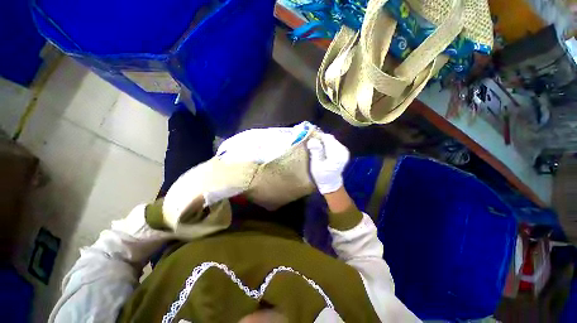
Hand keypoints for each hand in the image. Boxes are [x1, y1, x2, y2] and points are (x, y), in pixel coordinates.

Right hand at [306, 133, 349, 193]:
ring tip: (316, 146)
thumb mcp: (316, 165)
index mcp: (336, 155)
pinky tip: (322, 149)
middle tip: (312, 142)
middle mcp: (343, 151)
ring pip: (332, 140)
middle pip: (330, 138)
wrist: (331, 183)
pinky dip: (328, 144)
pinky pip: (334, 143)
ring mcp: (345, 151)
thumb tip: (312, 140)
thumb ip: (315, 152)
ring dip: (324, 141)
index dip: (318, 136)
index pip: (328, 139)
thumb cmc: (322, 176)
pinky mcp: (344, 151)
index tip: (310, 137)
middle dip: (321, 138)